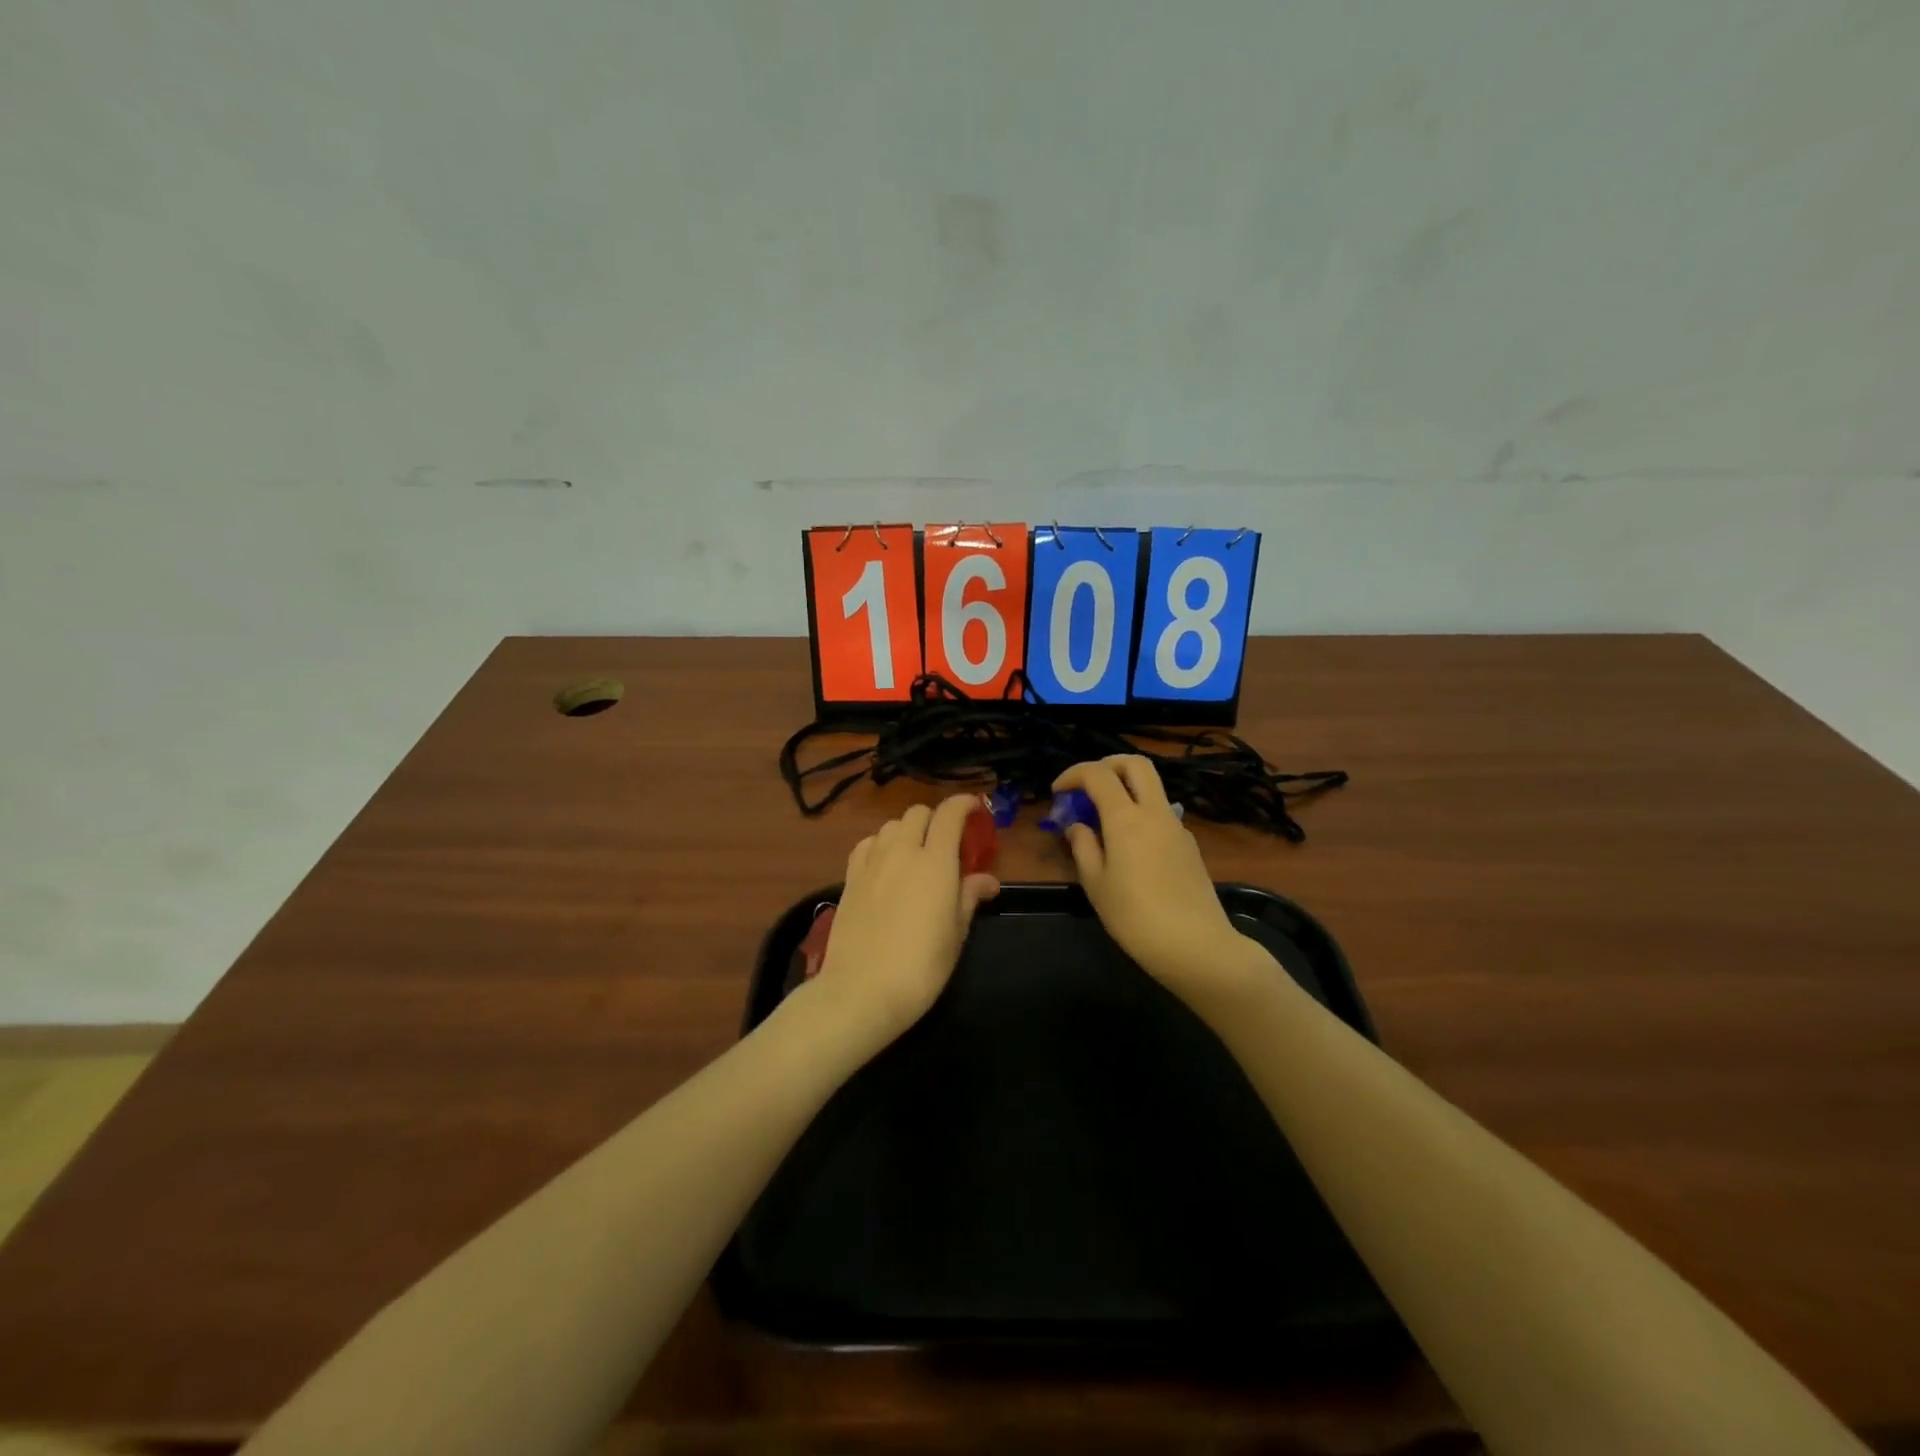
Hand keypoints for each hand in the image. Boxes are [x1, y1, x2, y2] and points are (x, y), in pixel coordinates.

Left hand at [807, 795, 1000, 1046]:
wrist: (862, 991)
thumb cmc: (921, 966)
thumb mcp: (956, 933)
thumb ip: (969, 897)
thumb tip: (987, 880)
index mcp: (935, 862)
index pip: (949, 814)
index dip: (964, 804)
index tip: (975, 809)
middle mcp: (902, 851)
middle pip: (918, 813)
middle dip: (935, 819)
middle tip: (946, 844)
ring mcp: (872, 862)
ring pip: (891, 825)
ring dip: (907, 831)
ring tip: (915, 855)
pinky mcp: (849, 877)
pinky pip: (867, 844)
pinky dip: (881, 844)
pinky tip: (885, 865)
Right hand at [1054, 756, 1263, 1009]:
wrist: (1195, 946)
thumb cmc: (1135, 917)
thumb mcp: (1096, 884)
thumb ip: (1083, 847)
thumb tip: (1077, 826)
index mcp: (1126, 818)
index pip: (1098, 774)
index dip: (1073, 774)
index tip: (1057, 791)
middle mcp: (1155, 812)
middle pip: (1136, 764)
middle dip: (1107, 764)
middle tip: (1087, 785)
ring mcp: (1177, 827)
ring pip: (1152, 787)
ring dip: (1126, 788)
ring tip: (1104, 819)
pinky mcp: (1190, 845)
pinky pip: (1161, 814)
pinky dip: (1141, 814)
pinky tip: (1130, 847)